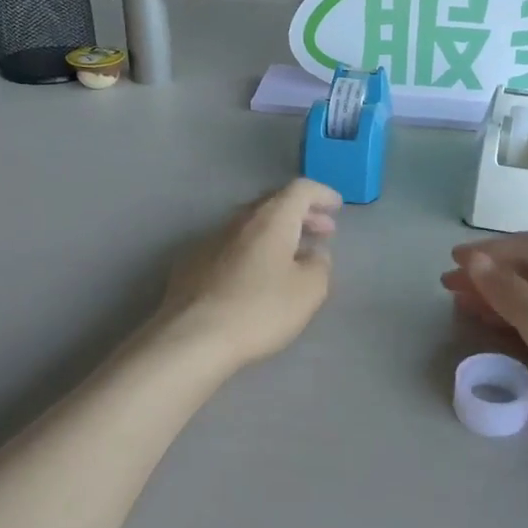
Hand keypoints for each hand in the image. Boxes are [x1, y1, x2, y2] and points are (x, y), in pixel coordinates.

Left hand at [162, 179, 341, 369]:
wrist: (192, 338)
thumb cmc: (259, 310)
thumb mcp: (309, 291)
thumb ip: (320, 265)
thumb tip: (315, 254)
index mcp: (270, 220)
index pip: (300, 189)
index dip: (322, 194)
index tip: (337, 207)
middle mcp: (238, 221)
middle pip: (274, 204)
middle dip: (301, 214)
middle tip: (321, 231)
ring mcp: (210, 241)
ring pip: (251, 226)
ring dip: (276, 234)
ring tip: (293, 256)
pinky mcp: (191, 264)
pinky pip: (231, 246)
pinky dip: (252, 251)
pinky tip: (255, 277)